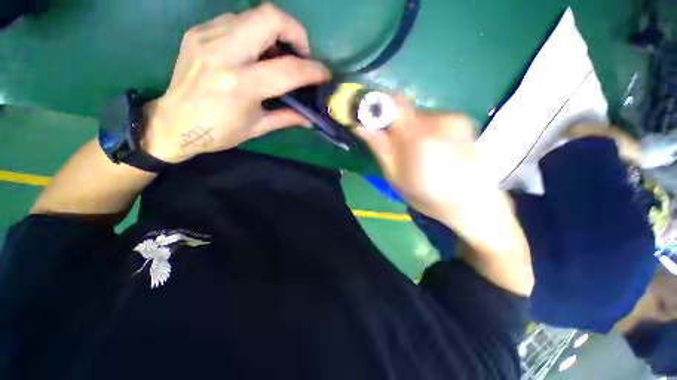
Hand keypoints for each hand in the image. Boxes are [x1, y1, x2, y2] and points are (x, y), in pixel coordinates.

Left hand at [142, 4, 330, 162]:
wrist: (172, 123)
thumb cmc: (218, 132)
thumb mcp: (257, 128)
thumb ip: (287, 117)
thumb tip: (311, 118)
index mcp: (241, 86)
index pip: (288, 69)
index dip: (313, 70)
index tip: (324, 74)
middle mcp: (223, 54)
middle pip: (270, 17)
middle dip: (296, 32)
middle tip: (301, 54)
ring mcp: (207, 37)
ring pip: (253, 14)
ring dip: (275, 32)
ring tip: (277, 55)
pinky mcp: (198, 32)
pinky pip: (236, 21)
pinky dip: (254, 33)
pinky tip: (253, 52)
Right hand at [356, 96, 492, 222]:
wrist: (470, 201)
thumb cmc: (427, 195)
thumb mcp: (395, 176)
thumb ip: (380, 147)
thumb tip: (360, 125)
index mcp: (417, 137)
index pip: (393, 103)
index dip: (377, 106)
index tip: (369, 120)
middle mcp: (438, 120)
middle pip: (404, 110)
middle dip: (393, 125)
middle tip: (393, 147)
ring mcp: (454, 117)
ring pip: (418, 115)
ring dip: (410, 129)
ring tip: (415, 152)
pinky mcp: (462, 119)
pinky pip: (432, 118)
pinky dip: (425, 130)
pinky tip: (432, 149)